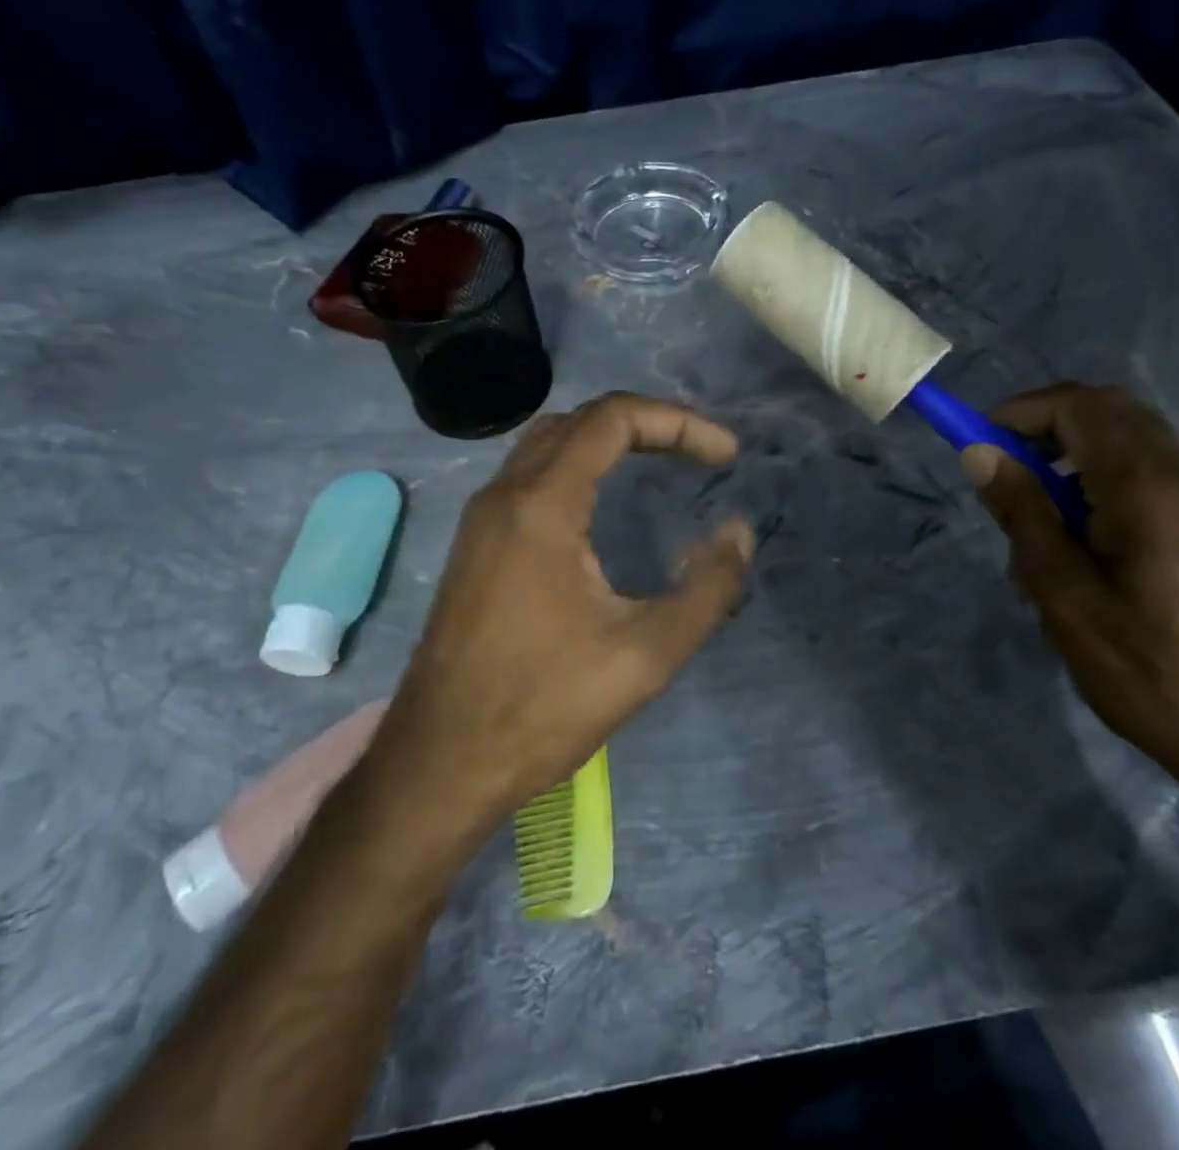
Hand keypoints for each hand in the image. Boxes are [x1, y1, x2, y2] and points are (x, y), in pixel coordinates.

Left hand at [368, 393, 754, 858]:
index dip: (678, 423)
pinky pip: (528, 476)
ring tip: (659, 464)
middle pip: (580, 421)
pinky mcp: (474, 544)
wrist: (440, 761)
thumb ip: (707, 590)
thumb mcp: (645, 655)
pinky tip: (602, 506)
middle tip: (698, 455)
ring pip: (548, 443)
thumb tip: (738, 533)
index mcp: (542, 504)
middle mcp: (504, 494)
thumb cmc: (543, 707)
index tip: (725, 455)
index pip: (613, 418)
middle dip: (647, 424)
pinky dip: (576, 467)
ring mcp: (481, 518)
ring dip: (607, 440)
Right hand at [962, 383, 1178, 806]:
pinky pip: (1150, 479)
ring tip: (1038, 523)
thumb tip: (980, 454)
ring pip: (1129, 444)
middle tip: (1004, 472)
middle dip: (1046, 425)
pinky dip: (1102, 484)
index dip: (1019, 412)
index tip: (977, 447)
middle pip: (1109, 412)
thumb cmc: (1151, 673)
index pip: (1078, 406)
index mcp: (1148, 489)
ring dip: (1072, 457)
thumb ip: (1023, 515)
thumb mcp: (1065, 597)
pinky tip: (1083, 550)